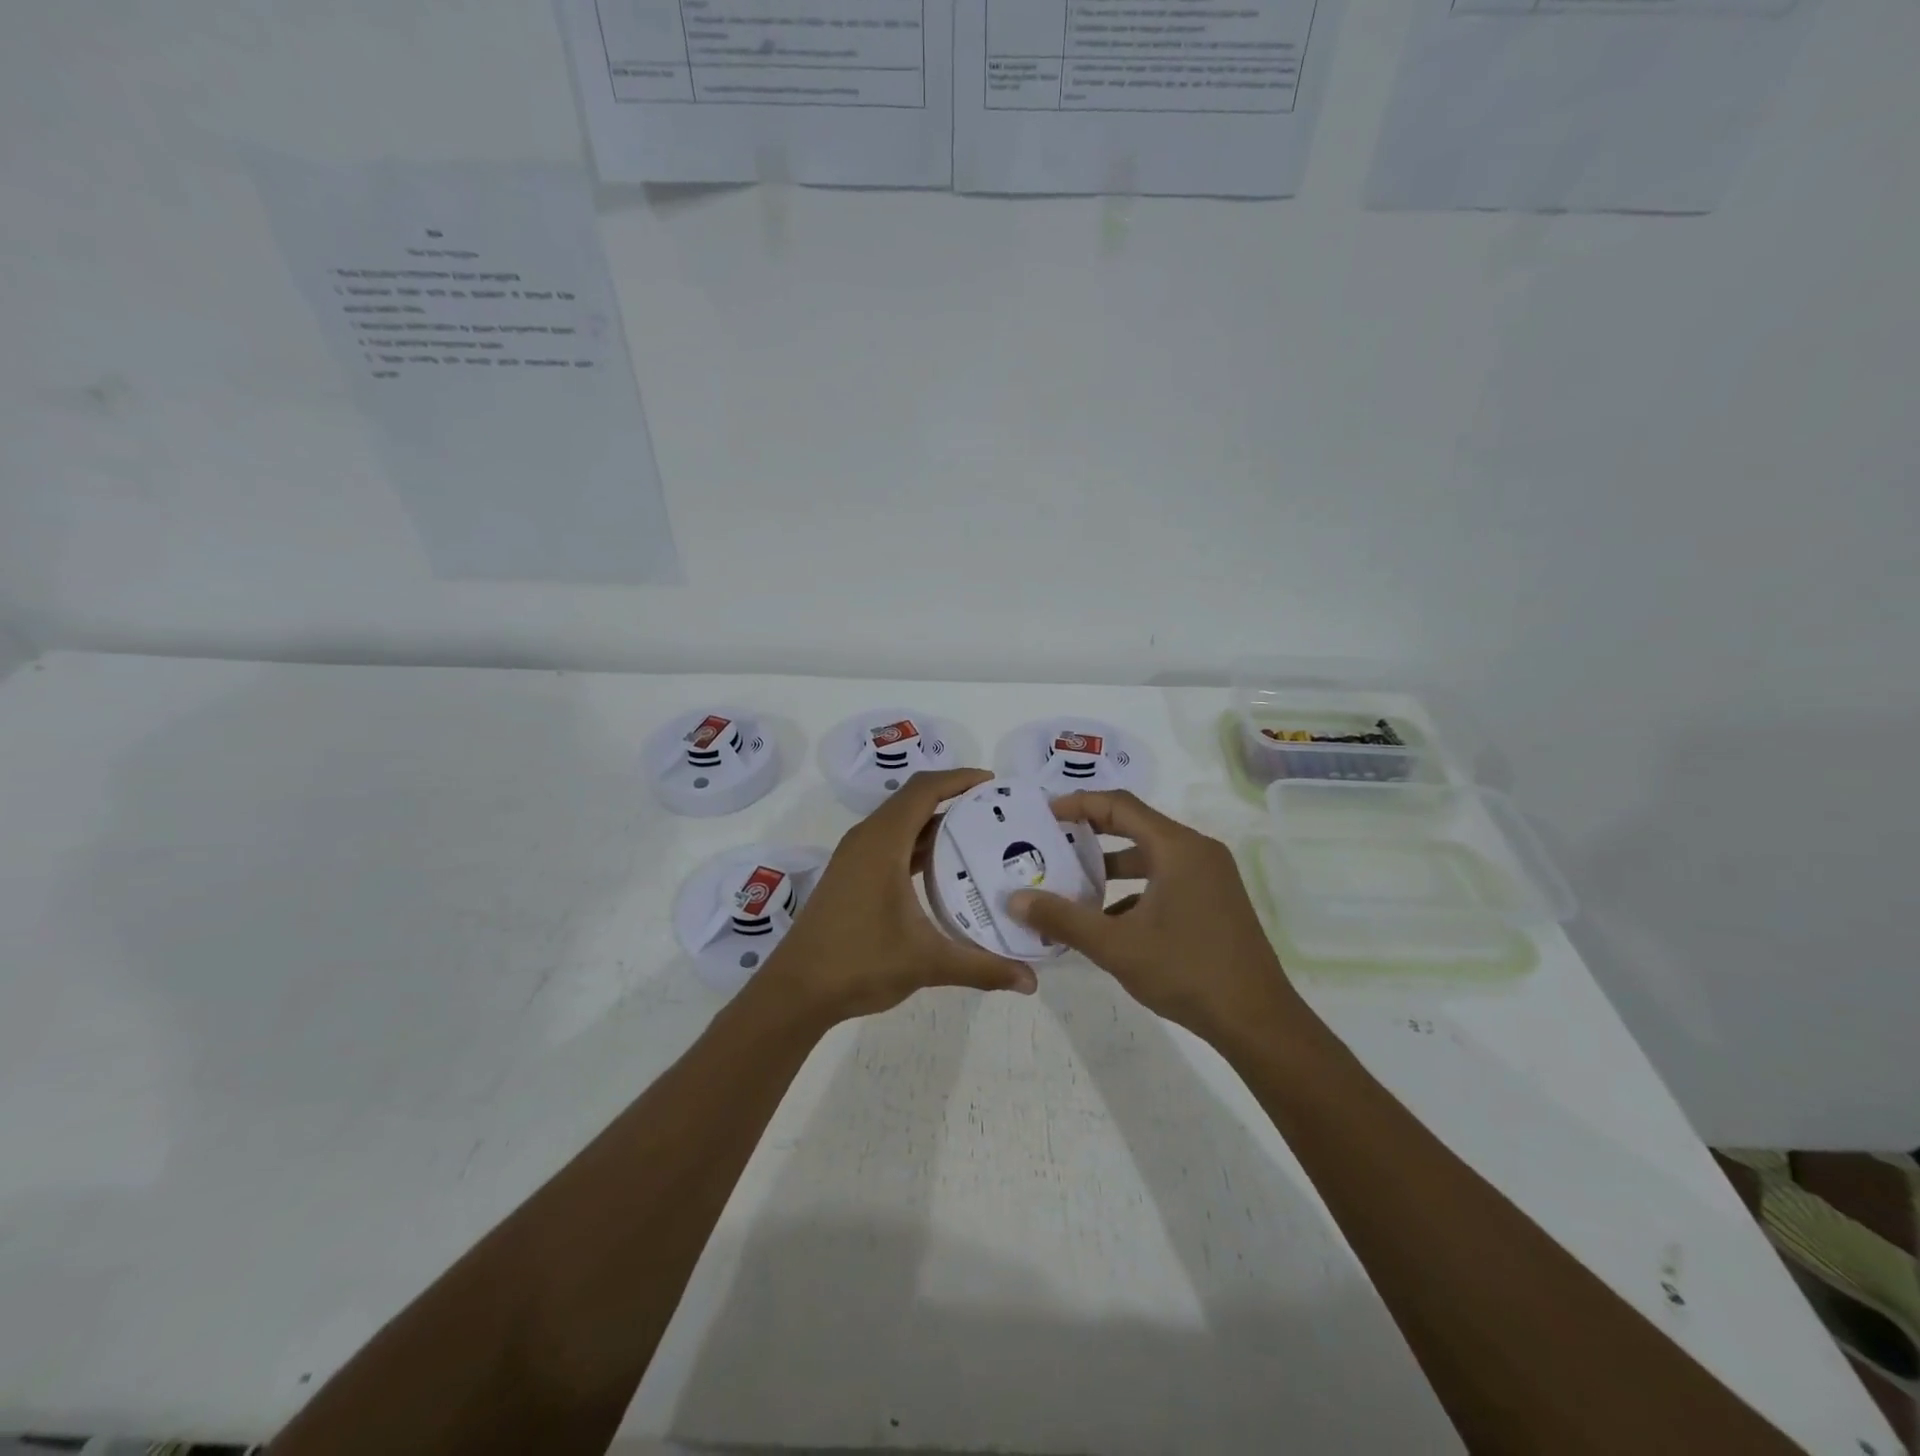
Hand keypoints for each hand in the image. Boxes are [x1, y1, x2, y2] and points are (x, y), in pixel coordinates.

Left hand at [763, 767, 1036, 1022]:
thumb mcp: (927, 962)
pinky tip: (942, 868)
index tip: (994, 783)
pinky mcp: (850, 875)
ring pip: (900, 822)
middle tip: (994, 810)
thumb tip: (1031, 981)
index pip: (924, 789)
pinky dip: (917, 843)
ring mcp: (854, 857)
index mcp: (882, 842)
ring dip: (934, 821)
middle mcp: (866, 839)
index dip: (959, 779)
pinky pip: (890, 842)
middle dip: (953, 797)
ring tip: (976, 834)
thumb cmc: (859, 963)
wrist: (796, 991)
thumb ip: (982, 967)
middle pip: (913, 799)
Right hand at [1008, 790, 1302, 1042]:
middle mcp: (1196, 851)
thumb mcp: (1115, 945)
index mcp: (1177, 848)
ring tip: (1070, 883)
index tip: (1044, 814)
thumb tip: (1015, 900)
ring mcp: (1209, 876)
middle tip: (1050, 841)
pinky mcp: (1214, 900)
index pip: (1120, 805)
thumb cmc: (1186, 971)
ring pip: (1150, 856)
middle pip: (1135, 825)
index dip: (1079, 803)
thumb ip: (1063, 919)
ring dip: (1110, 866)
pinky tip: (1106, 919)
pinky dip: (1133, 889)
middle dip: (1090, 833)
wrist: (1257, 1020)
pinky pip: (1165, 878)